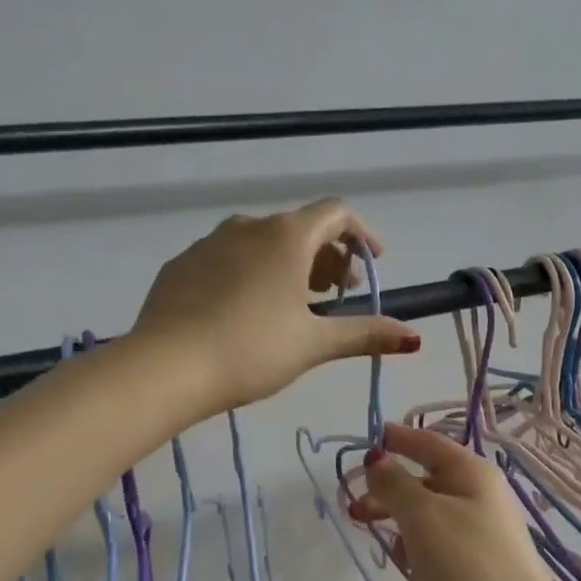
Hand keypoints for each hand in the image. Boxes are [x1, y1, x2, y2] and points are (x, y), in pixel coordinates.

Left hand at [131, 200, 420, 413]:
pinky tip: (247, 310)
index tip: (374, 262)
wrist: (166, 367)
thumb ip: (365, 334)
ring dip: (289, 265)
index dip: (362, 235)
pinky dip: (251, 272)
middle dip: (327, 256)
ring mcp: (209, 242)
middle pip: (301, 228)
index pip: (337, 214)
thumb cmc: (251, 351)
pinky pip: (229, 258)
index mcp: (287, 237)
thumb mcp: (314, 344)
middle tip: (337, 294)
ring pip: (262, 242)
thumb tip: (414, 338)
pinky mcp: (182, 264)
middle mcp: (249, 226)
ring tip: (295, 304)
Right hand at [350, 423, 577, 580]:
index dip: (399, 439)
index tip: (369, 439)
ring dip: (408, 544)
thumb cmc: (466, 563)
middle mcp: (481, 500)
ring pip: (428, 528)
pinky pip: (440, 561)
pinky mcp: (479, 574)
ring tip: (404, 565)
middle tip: (355, 512)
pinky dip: (426, 572)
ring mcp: (482, 539)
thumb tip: (378, 460)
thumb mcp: (422, 516)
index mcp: (472, 475)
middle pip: (425, 487)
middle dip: (390, 500)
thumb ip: (394, 484)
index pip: (430, 444)